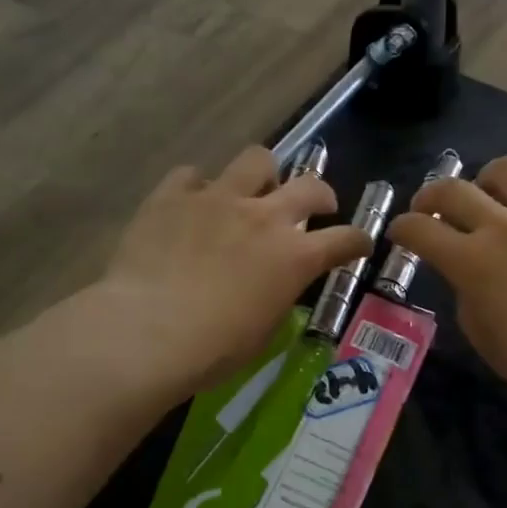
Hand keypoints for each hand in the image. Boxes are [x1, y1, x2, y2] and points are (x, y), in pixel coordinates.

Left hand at [101, 146, 371, 394]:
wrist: (148, 331)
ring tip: (254, 191)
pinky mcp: (174, 195)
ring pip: (256, 159)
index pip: (345, 239)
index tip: (359, 244)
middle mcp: (265, 217)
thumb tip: (276, 283)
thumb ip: (279, 294)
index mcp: (295, 257)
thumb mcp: (265, 329)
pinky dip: (199, 188)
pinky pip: (193, 175)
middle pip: (311, 186)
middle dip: (321, 195)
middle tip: (316, 206)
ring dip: (264, 175)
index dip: (358, 241)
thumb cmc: (215, 348)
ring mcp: (218, 199)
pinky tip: (192, 205)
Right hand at [386, 155, 506, 424]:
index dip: (402, 228)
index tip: (400, 233)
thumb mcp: (487, 341)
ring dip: (486, 180)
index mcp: (473, 262)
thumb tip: (470, 279)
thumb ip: (468, 299)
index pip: (420, 229)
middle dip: (431, 194)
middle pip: (454, 189)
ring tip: (488, 195)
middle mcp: (505, 227)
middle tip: (430, 208)